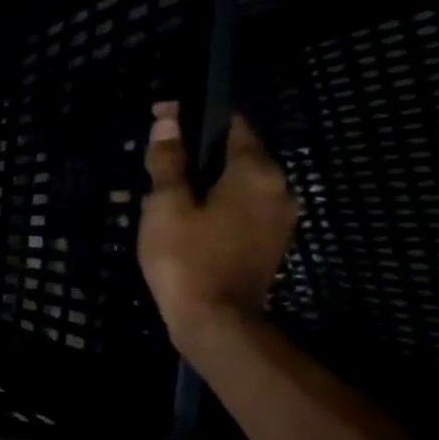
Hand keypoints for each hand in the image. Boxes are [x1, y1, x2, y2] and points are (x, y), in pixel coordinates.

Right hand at [138, 100, 297, 347]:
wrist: (216, 321)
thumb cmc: (186, 258)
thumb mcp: (166, 206)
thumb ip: (168, 161)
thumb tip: (169, 119)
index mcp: (255, 172)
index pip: (232, 125)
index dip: (197, 118)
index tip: (164, 121)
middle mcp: (279, 188)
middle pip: (237, 155)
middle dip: (199, 155)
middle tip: (158, 167)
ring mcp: (279, 218)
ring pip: (239, 184)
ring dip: (208, 183)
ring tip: (168, 196)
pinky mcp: (270, 243)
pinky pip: (243, 209)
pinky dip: (218, 206)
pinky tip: (188, 221)